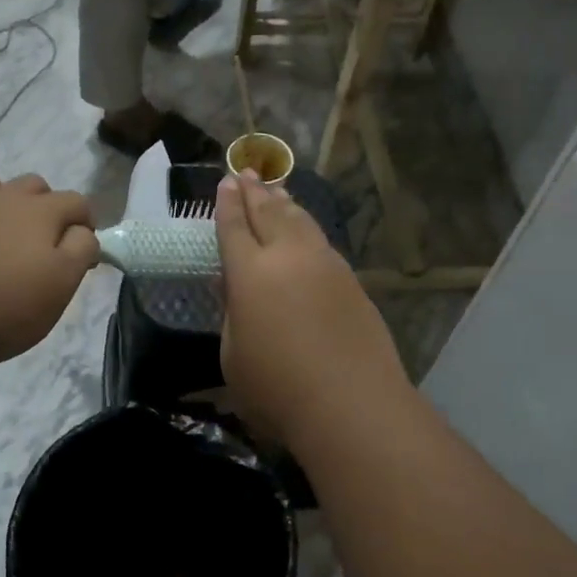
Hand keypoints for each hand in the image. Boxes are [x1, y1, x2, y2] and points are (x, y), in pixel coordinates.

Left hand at [0, 174, 98, 367]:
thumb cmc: (15, 303)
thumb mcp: (66, 280)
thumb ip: (82, 248)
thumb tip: (82, 232)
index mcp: (40, 211)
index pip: (76, 201)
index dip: (87, 224)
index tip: (86, 255)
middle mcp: (2, 202)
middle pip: (32, 185)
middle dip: (48, 203)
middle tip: (50, 241)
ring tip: (5, 223)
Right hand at [215, 171, 405, 443]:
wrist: (351, 403)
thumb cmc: (277, 388)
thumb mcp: (233, 355)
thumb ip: (233, 314)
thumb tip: (236, 287)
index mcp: (250, 273)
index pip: (235, 227)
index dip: (227, 205)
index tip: (225, 183)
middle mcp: (288, 257)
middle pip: (269, 213)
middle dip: (255, 192)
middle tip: (246, 173)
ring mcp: (325, 265)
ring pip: (301, 221)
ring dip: (284, 203)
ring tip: (276, 190)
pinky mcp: (351, 281)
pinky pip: (321, 241)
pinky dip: (307, 226)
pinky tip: (305, 230)